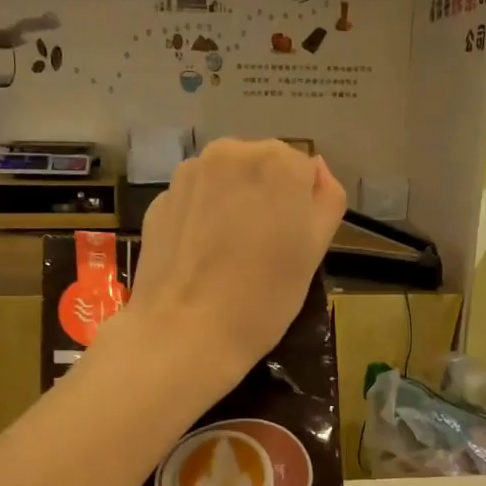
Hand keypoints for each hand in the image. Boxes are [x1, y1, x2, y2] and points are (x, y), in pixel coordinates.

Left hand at [123, 139, 345, 389]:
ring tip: (227, 257)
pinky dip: (201, 220)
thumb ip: (326, 200)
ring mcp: (189, 174)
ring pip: (225, 182)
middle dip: (265, 198)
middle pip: (261, 168)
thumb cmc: (264, 298)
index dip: (301, 209)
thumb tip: (316, 169)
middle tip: (262, 251)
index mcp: (279, 162)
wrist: (185, 333)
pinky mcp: (159, 200)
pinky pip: (195, 202)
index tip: (292, 244)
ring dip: (232, 204)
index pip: (304, 172)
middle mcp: (231, 152)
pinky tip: (199, 260)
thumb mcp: (314, 252)